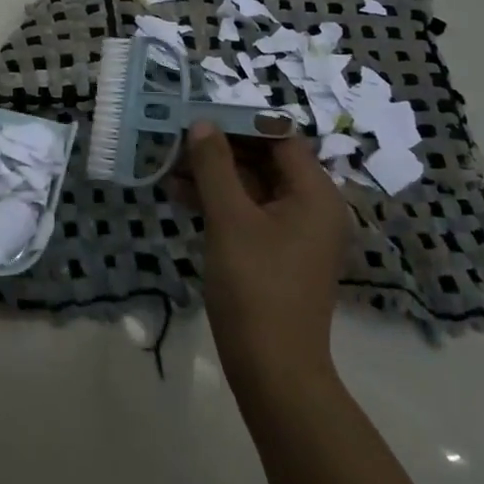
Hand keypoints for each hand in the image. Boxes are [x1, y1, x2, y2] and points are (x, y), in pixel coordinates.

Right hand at [185, 124, 351, 389]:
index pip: (279, 138)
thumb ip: (215, 167)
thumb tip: (202, 124)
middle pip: (265, 161)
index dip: (239, 122)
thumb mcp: (230, 220)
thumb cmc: (256, 286)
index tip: (198, 115)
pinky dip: (218, 202)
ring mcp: (294, 232)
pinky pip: (248, 213)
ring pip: (252, 188)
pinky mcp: (276, 253)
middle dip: (220, 149)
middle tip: (176, 139)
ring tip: (168, 166)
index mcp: (315, 194)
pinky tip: (180, 196)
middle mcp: (312, 207)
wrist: (273, 368)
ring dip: (213, 175)